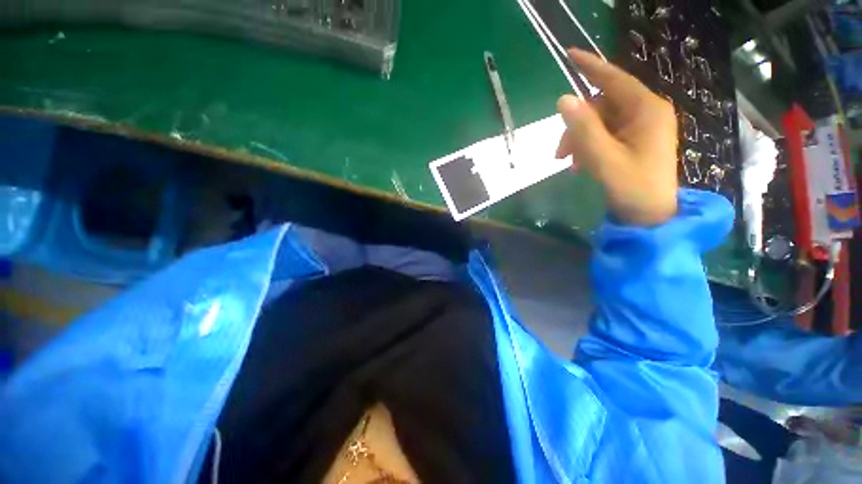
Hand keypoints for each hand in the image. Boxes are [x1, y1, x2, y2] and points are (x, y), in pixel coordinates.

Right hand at [556, 48, 678, 226]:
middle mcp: (646, 112)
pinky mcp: (635, 139)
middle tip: (560, 154)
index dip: (590, 66)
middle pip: (601, 105)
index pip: (614, 79)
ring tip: (571, 164)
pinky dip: (589, 146)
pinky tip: (581, 164)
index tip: (568, 54)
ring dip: (580, 140)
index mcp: (646, 110)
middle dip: (577, 127)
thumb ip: (583, 129)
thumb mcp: (603, 159)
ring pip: (600, 121)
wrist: (650, 215)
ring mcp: (641, 126)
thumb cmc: (631, 187)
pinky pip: (605, 133)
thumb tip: (564, 100)